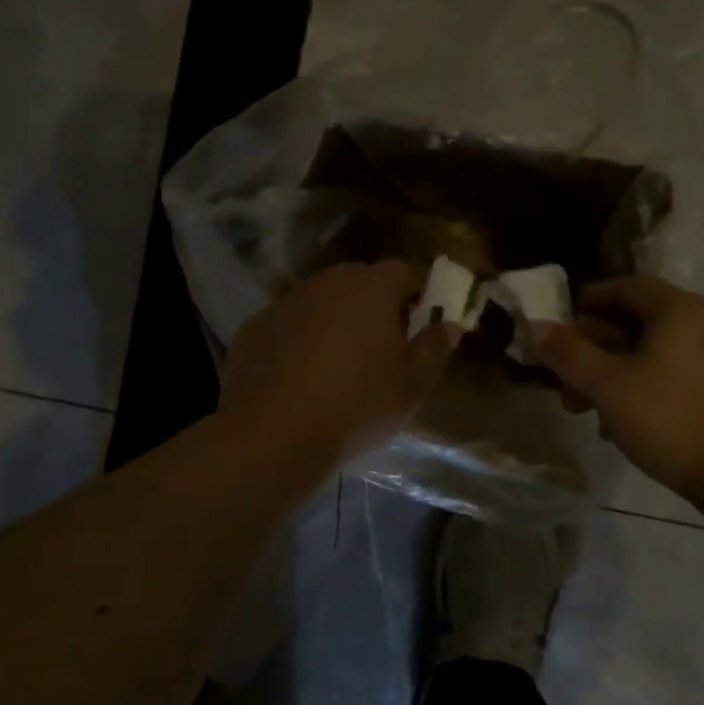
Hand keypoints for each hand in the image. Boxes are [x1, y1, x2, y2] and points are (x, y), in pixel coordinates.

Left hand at [220, 260, 460, 463]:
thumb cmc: (357, 404)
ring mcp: (285, 302)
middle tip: (381, 346)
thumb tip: (450, 324)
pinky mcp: (253, 327)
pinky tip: (298, 377)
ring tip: (337, 364)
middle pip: (358, 283)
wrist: (274, 432)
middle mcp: (326, 282)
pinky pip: (288, 326)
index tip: (419, 320)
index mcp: (371, 287)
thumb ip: (434, 348)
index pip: (403, 272)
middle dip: (373, 306)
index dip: (416, 293)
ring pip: (320, 303)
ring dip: (333, 321)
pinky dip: (297, 341)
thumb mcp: (411, 384)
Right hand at [528, 276, 703, 507]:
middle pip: (635, 321)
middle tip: (564, 380)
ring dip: (613, 374)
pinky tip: (624, 426)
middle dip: (592, 348)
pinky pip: (674, 376)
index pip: (624, 286)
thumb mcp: (607, 386)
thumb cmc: (674, 420)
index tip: (556, 326)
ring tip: (586, 411)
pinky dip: (642, 389)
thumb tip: (535, 327)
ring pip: (652, 354)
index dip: (586, 301)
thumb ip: (567, 353)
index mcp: (677, 309)